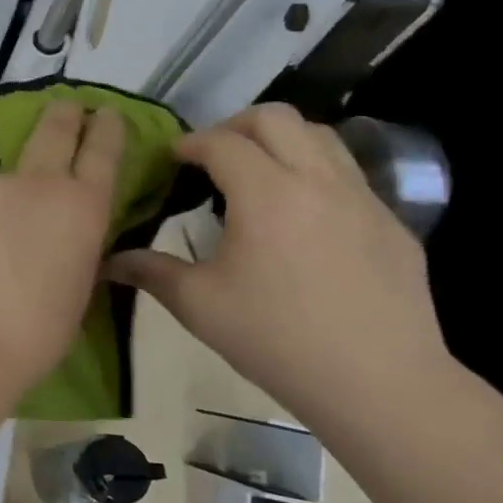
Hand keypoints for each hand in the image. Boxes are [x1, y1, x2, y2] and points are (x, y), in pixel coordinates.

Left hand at [0, 102, 123, 392]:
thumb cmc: (38, 330)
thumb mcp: (77, 285)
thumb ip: (71, 246)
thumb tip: (57, 237)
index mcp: (82, 207)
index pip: (102, 151)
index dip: (106, 128)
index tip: (104, 112)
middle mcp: (37, 183)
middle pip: (53, 131)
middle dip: (62, 115)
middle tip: (64, 107)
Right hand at [105, 104, 448, 417]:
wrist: (379, 384)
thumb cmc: (276, 339)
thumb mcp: (199, 305)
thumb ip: (151, 271)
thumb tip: (110, 259)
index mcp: (266, 195)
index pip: (221, 142)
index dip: (189, 143)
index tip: (170, 159)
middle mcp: (317, 181)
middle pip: (276, 117)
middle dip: (234, 125)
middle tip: (212, 157)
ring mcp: (364, 199)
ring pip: (321, 136)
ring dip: (280, 141)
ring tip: (258, 174)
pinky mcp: (392, 223)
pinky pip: (349, 175)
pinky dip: (315, 174)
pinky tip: (302, 218)